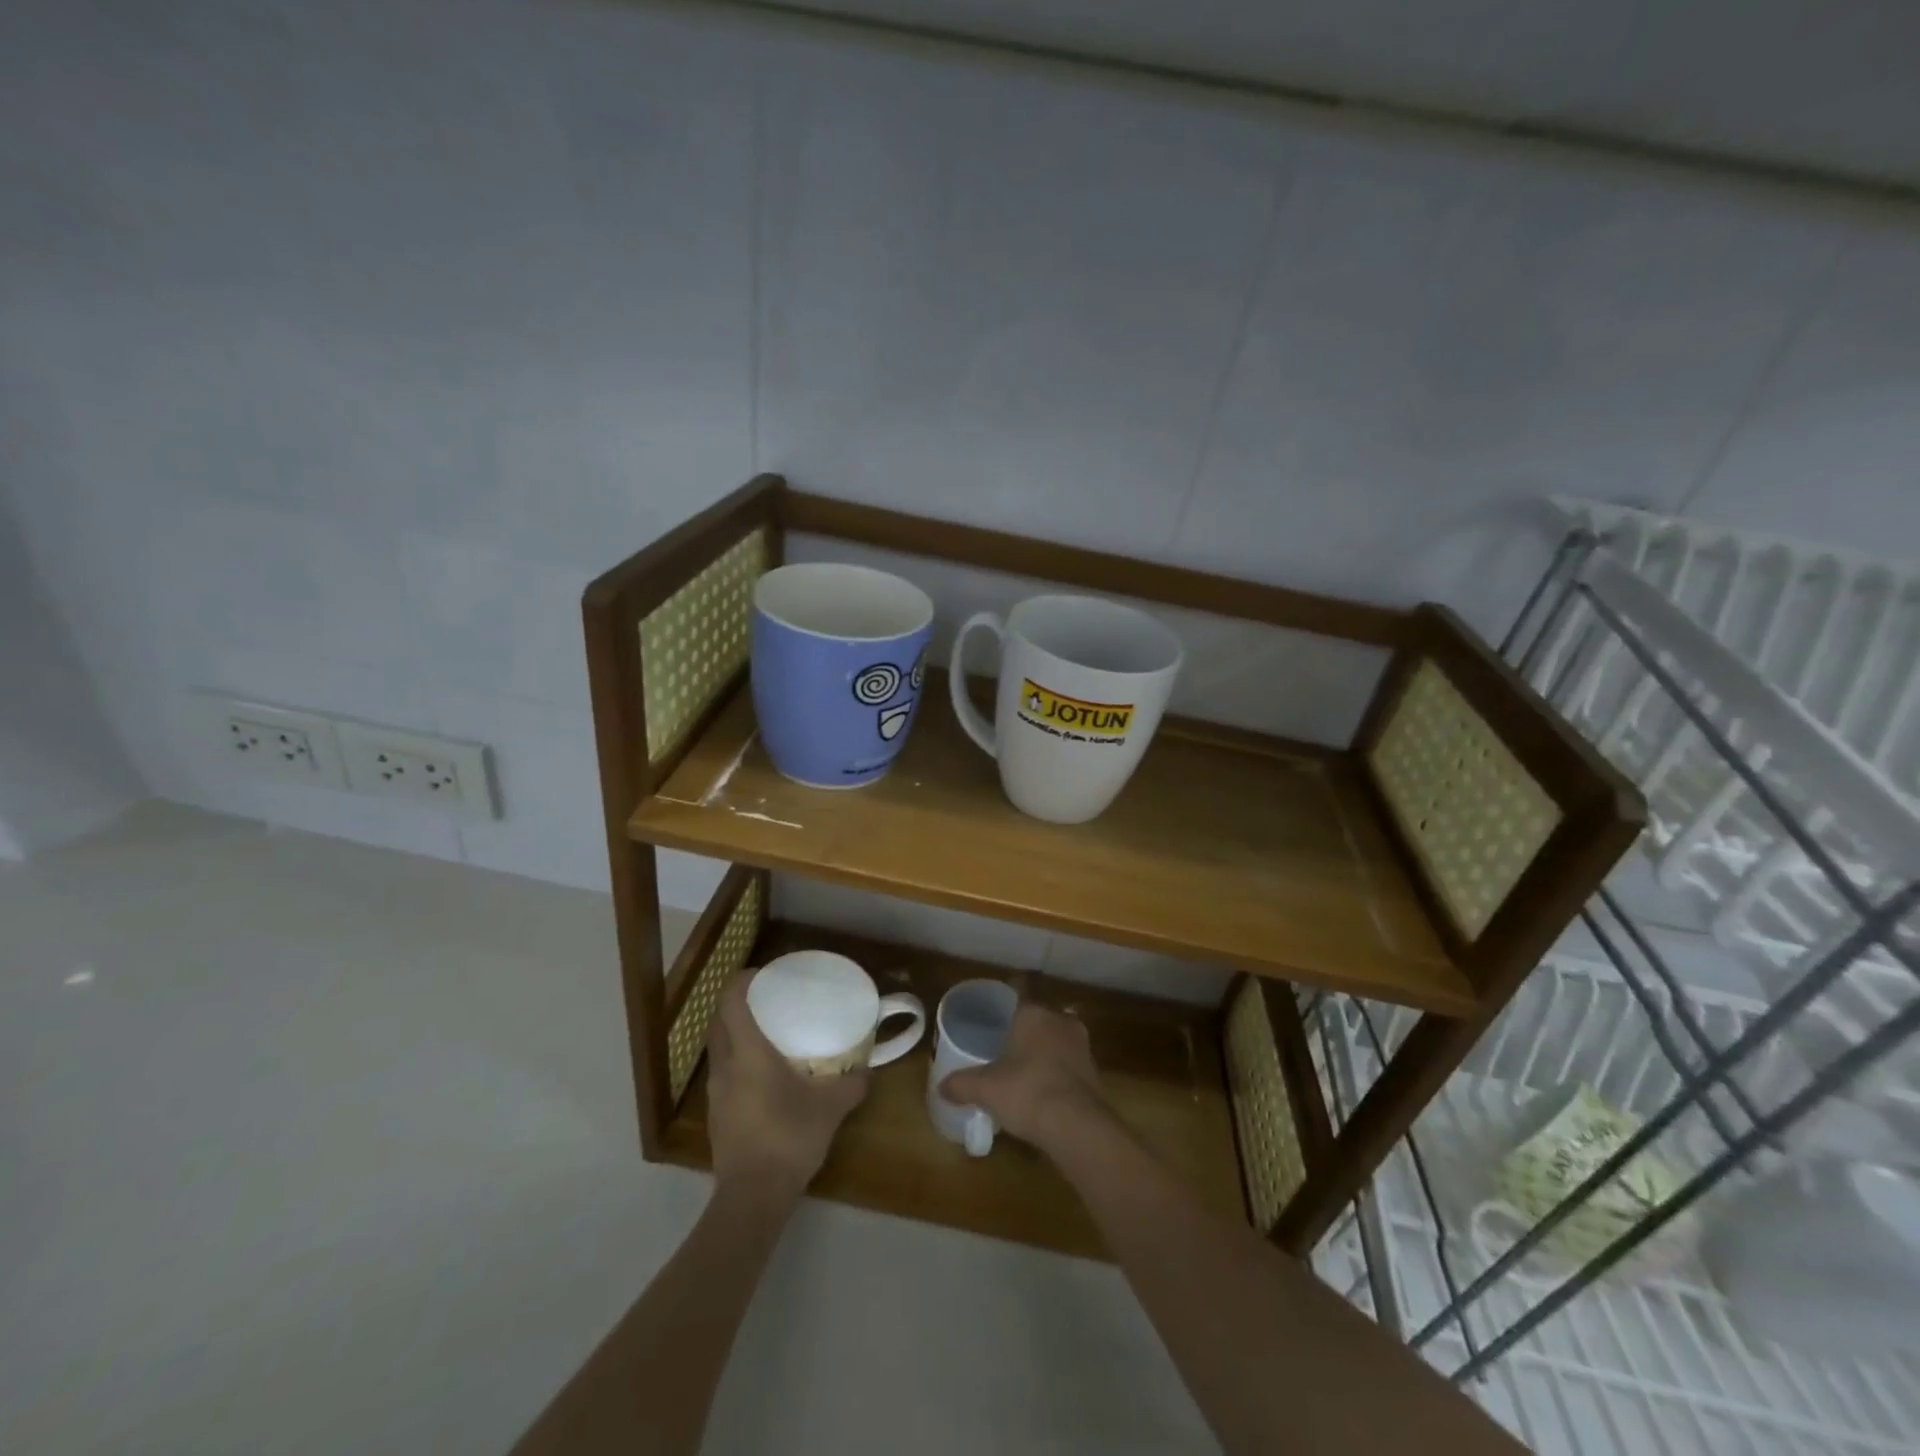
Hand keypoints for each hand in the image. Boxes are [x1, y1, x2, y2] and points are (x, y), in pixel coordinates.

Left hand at [705, 973, 867, 1205]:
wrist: (752, 1198)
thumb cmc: (789, 1139)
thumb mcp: (831, 1108)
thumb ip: (852, 1083)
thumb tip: (868, 1069)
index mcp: (748, 1053)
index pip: (730, 1001)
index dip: (742, 980)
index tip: (764, 974)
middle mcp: (725, 1066)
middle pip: (720, 1020)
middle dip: (739, 1004)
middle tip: (770, 1000)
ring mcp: (715, 1092)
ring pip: (719, 1047)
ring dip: (737, 1033)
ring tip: (769, 1034)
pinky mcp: (716, 1114)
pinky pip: (723, 1072)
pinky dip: (738, 1061)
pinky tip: (764, 1075)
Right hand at [940, 1003, 1106, 1154]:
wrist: (1077, 1126)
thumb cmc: (1027, 1092)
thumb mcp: (986, 1089)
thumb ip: (962, 1084)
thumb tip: (940, 1086)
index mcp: (1034, 1013)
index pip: (1016, 999)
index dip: (1003, 1012)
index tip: (992, 1025)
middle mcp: (1060, 1020)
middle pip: (1038, 1020)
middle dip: (1024, 1034)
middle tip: (1004, 1051)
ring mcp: (1082, 1045)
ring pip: (1056, 1042)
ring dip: (1044, 1054)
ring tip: (1024, 1073)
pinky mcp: (1095, 1071)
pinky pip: (1069, 1065)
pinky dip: (1058, 1074)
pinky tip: (1045, 1092)